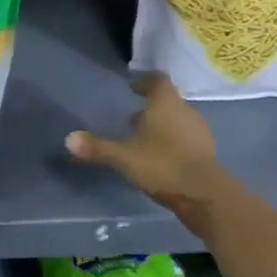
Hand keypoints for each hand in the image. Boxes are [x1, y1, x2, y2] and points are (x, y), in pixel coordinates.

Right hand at [66, 74, 227, 219]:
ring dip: (163, 126)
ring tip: (145, 141)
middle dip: (151, 108)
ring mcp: (200, 132)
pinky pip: (188, 139)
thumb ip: (97, 148)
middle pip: (168, 100)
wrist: (206, 195)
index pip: (157, 80)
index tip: (132, 88)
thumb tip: (68, 139)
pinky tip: (163, 159)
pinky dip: (175, 143)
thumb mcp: (124, 157)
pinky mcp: (208, 153)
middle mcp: (185, 110)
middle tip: (132, 119)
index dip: (144, 82)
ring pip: (178, 120)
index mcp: (165, 102)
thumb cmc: (163, 165)